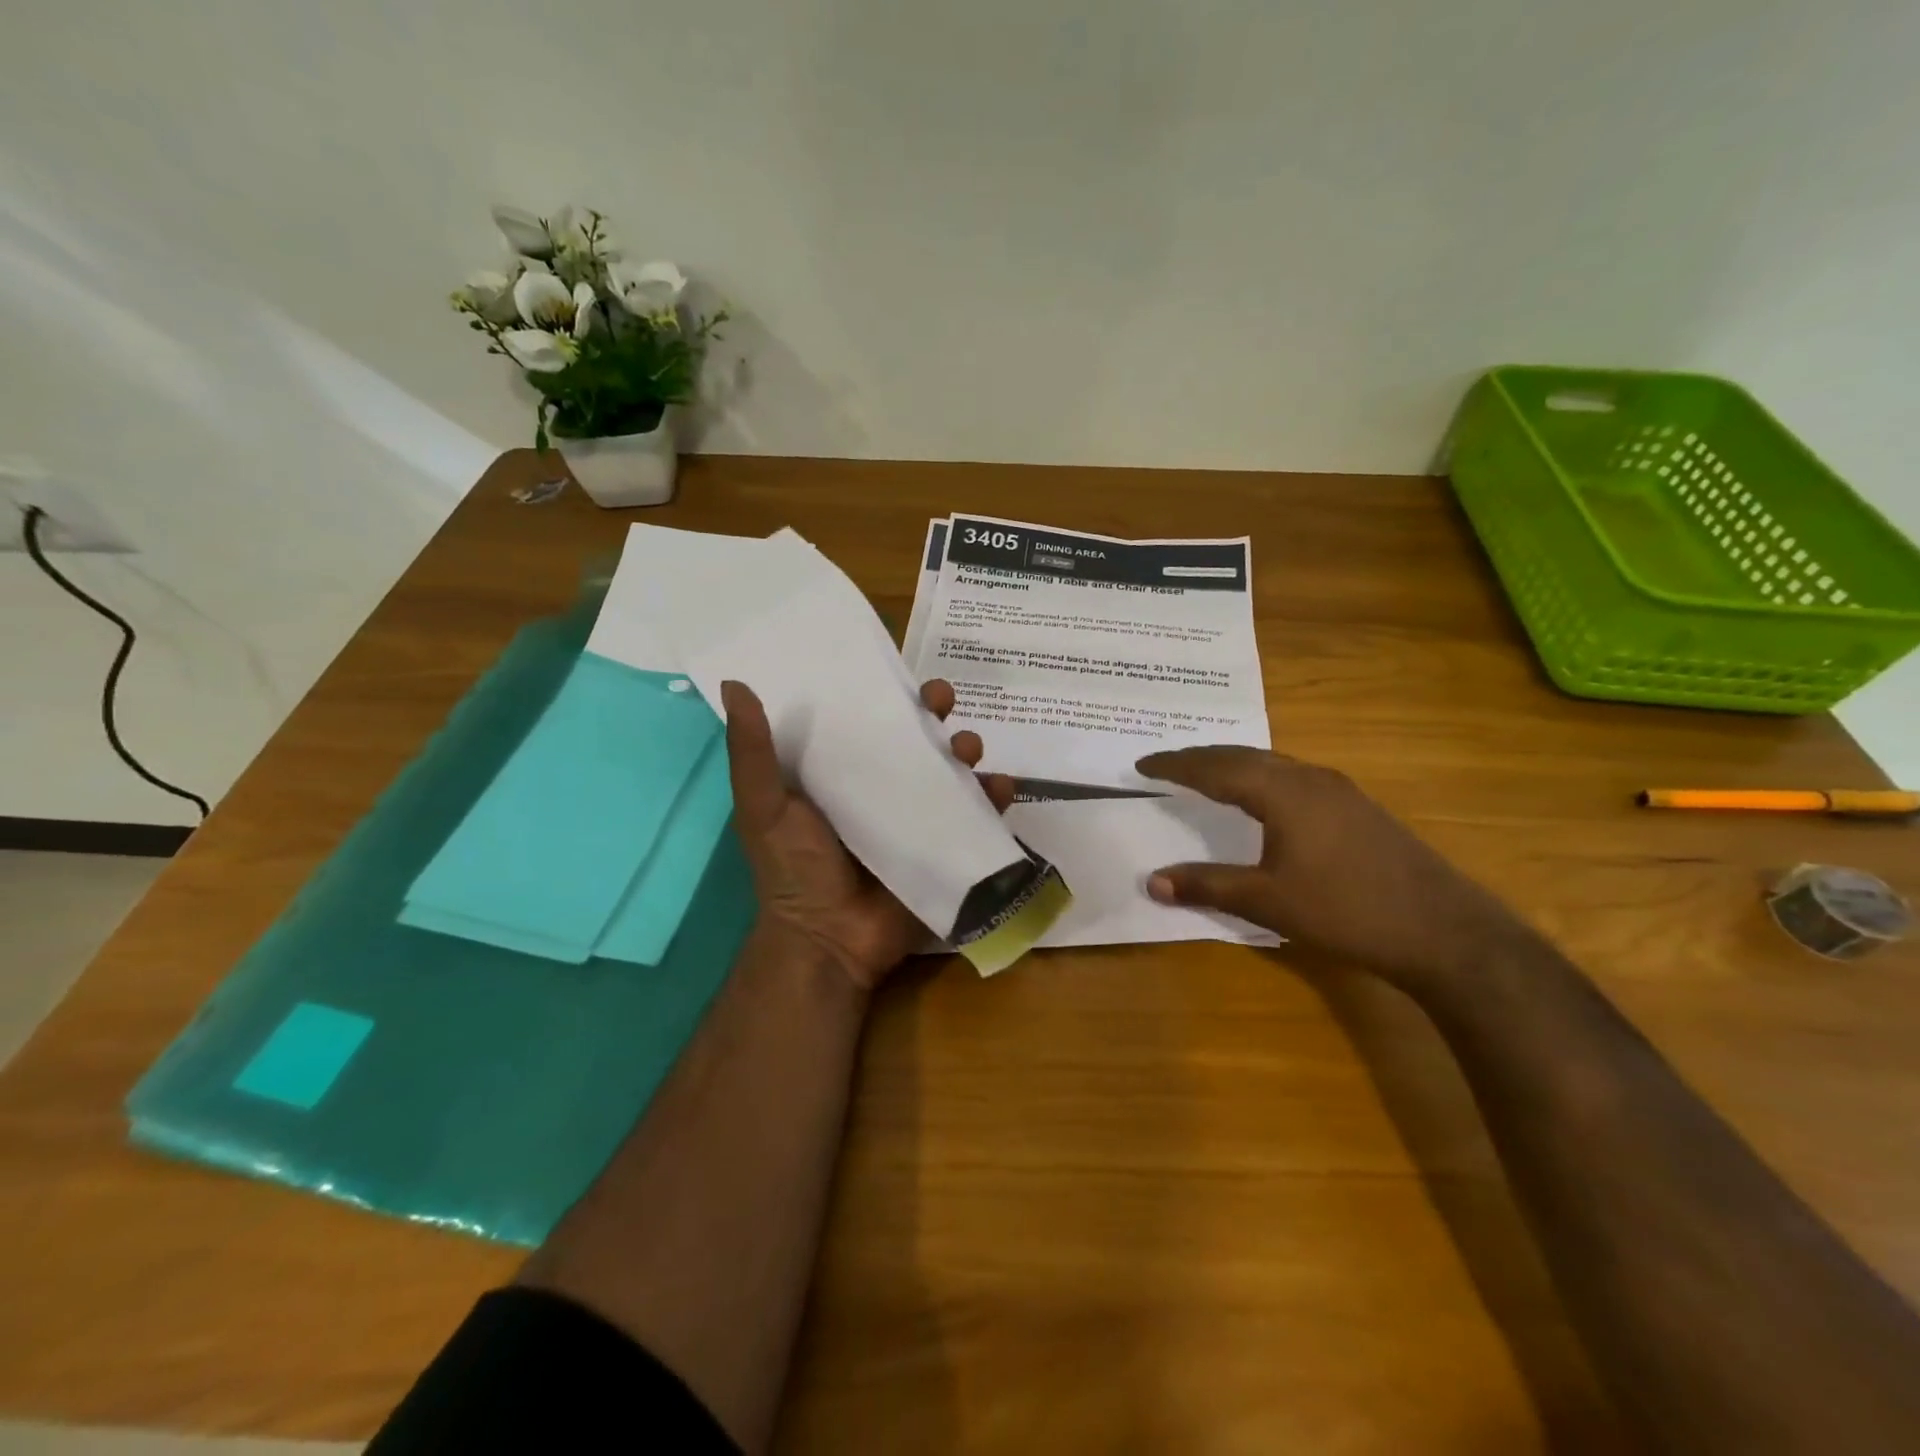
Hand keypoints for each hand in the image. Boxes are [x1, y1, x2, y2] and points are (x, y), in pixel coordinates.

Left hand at [721, 678, 1014, 993]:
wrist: (829, 941)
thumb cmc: (793, 869)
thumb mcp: (763, 806)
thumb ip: (752, 751)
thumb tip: (735, 684)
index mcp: (842, 774)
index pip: (867, 720)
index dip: (884, 694)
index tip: (898, 673)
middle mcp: (884, 789)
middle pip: (917, 739)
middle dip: (935, 715)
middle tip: (943, 701)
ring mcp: (919, 818)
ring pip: (952, 770)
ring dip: (968, 750)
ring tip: (969, 750)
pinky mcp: (946, 846)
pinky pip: (978, 816)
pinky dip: (995, 798)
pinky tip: (1000, 788)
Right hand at [1136, 746, 1534, 994]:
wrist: (1443, 930)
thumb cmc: (1346, 910)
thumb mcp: (1268, 901)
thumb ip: (1207, 886)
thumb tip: (1151, 881)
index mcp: (1282, 791)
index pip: (1215, 767)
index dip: (1176, 765)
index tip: (1142, 765)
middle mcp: (1309, 778)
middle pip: (1243, 756)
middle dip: (1201, 758)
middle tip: (1167, 764)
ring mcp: (1339, 790)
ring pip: (1272, 763)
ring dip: (1233, 764)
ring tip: (1205, 774)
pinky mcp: (1357, 807)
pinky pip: (1293, 777)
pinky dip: (1261, 777)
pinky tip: (1262, 797)